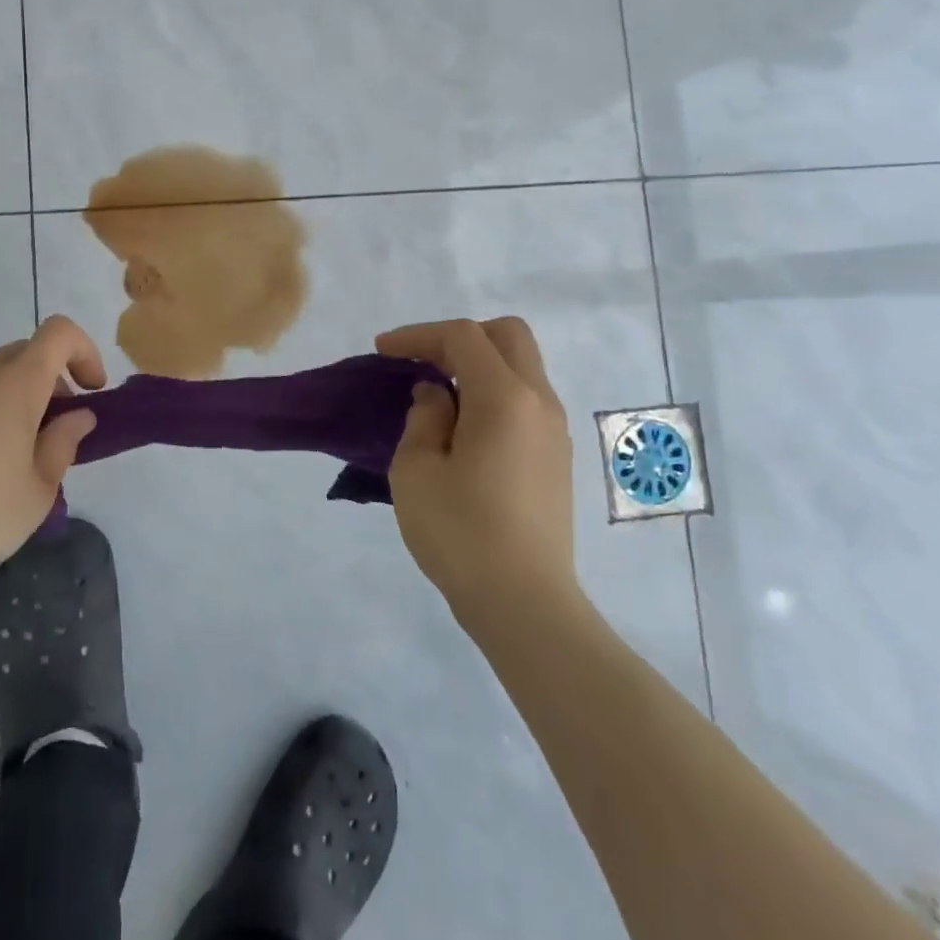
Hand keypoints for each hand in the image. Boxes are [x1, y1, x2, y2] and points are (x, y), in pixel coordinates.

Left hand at [0, 316, 105, 592]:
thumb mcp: (39, 490)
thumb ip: (64, 443)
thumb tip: (76, 416)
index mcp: (14, 385)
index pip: (59, 333)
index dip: (84, 351)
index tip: (92, 392)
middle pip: (24, 354)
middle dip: (51, 380)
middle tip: (55, 429)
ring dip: (13, 398)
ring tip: (10, 456)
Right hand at [376, 317, 576, 613]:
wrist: (524, 604)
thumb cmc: (460, 533)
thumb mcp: (417, 470)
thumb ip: (424, 417)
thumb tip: (438, 395)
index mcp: (504, 398)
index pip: (462, 337)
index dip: (418, 335)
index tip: (382, 351)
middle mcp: (539, 402)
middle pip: (508, 335)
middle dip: (459, 337)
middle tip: (420, 362)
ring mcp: (555, 431)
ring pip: (522, 366)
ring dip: (478, 365)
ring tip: (437, 395)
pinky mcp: (557, 458)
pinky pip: (526, 399)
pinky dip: (493, 392)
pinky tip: (464, 426)